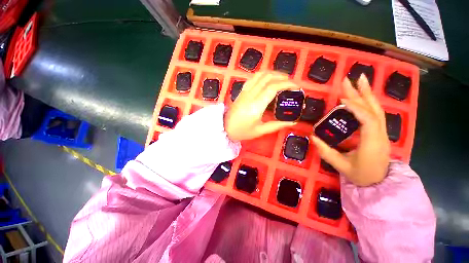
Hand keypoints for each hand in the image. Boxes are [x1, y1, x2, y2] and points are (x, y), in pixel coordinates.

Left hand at [225, 71, 298, 140]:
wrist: (225, 128)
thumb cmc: (242, 131)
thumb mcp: (260, 131)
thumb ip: (276, 125)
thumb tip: (292, 122)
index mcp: (256, 106)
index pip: (272, 88)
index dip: (286, 84)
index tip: (295, 87)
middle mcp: (250, 95)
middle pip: (267, 78)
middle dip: (282, 77)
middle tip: (291, 82)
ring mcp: (245, 92)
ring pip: (259, 75)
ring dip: (272, 73)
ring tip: (281, 79)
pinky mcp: (242, 91)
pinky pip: (253, 78)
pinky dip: (262, 75)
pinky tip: (267, 80)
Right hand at [311, 75, 389, 185]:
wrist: (379, 183)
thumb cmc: (361, 175)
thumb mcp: (341, 166)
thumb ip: (326, 152)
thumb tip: (313, 137)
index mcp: (372, 144)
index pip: (368, 121)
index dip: (356, 108)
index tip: (341, 99)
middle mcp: (380, 135)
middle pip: (373, 110)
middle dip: (361, 93)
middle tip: (350, 79)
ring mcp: (382, 132)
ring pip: (377, 109)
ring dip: (367, 94)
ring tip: (360, 80)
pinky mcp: (379, 132)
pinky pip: (375, 114)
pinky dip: (368, 102)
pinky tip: (362, 96)